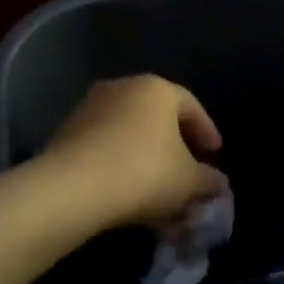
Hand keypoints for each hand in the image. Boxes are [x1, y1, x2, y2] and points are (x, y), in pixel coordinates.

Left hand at [42, 76, 227, 228]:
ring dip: (147, 160)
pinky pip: (106, 147)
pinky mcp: (66, 133)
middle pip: (158, 118)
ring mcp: (89, 108)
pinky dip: (122, 166)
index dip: (206, 132)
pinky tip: (129, 195)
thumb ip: (208, 180)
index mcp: (156, 89)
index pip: (190, 106)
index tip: (215, 155)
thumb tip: (216, 183)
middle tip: (188, 172)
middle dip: (175, 147)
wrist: (72, 189)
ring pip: (130, 134)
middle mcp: (122, 88)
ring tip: (158, 192)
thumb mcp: (189, 182)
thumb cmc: (144, 173)